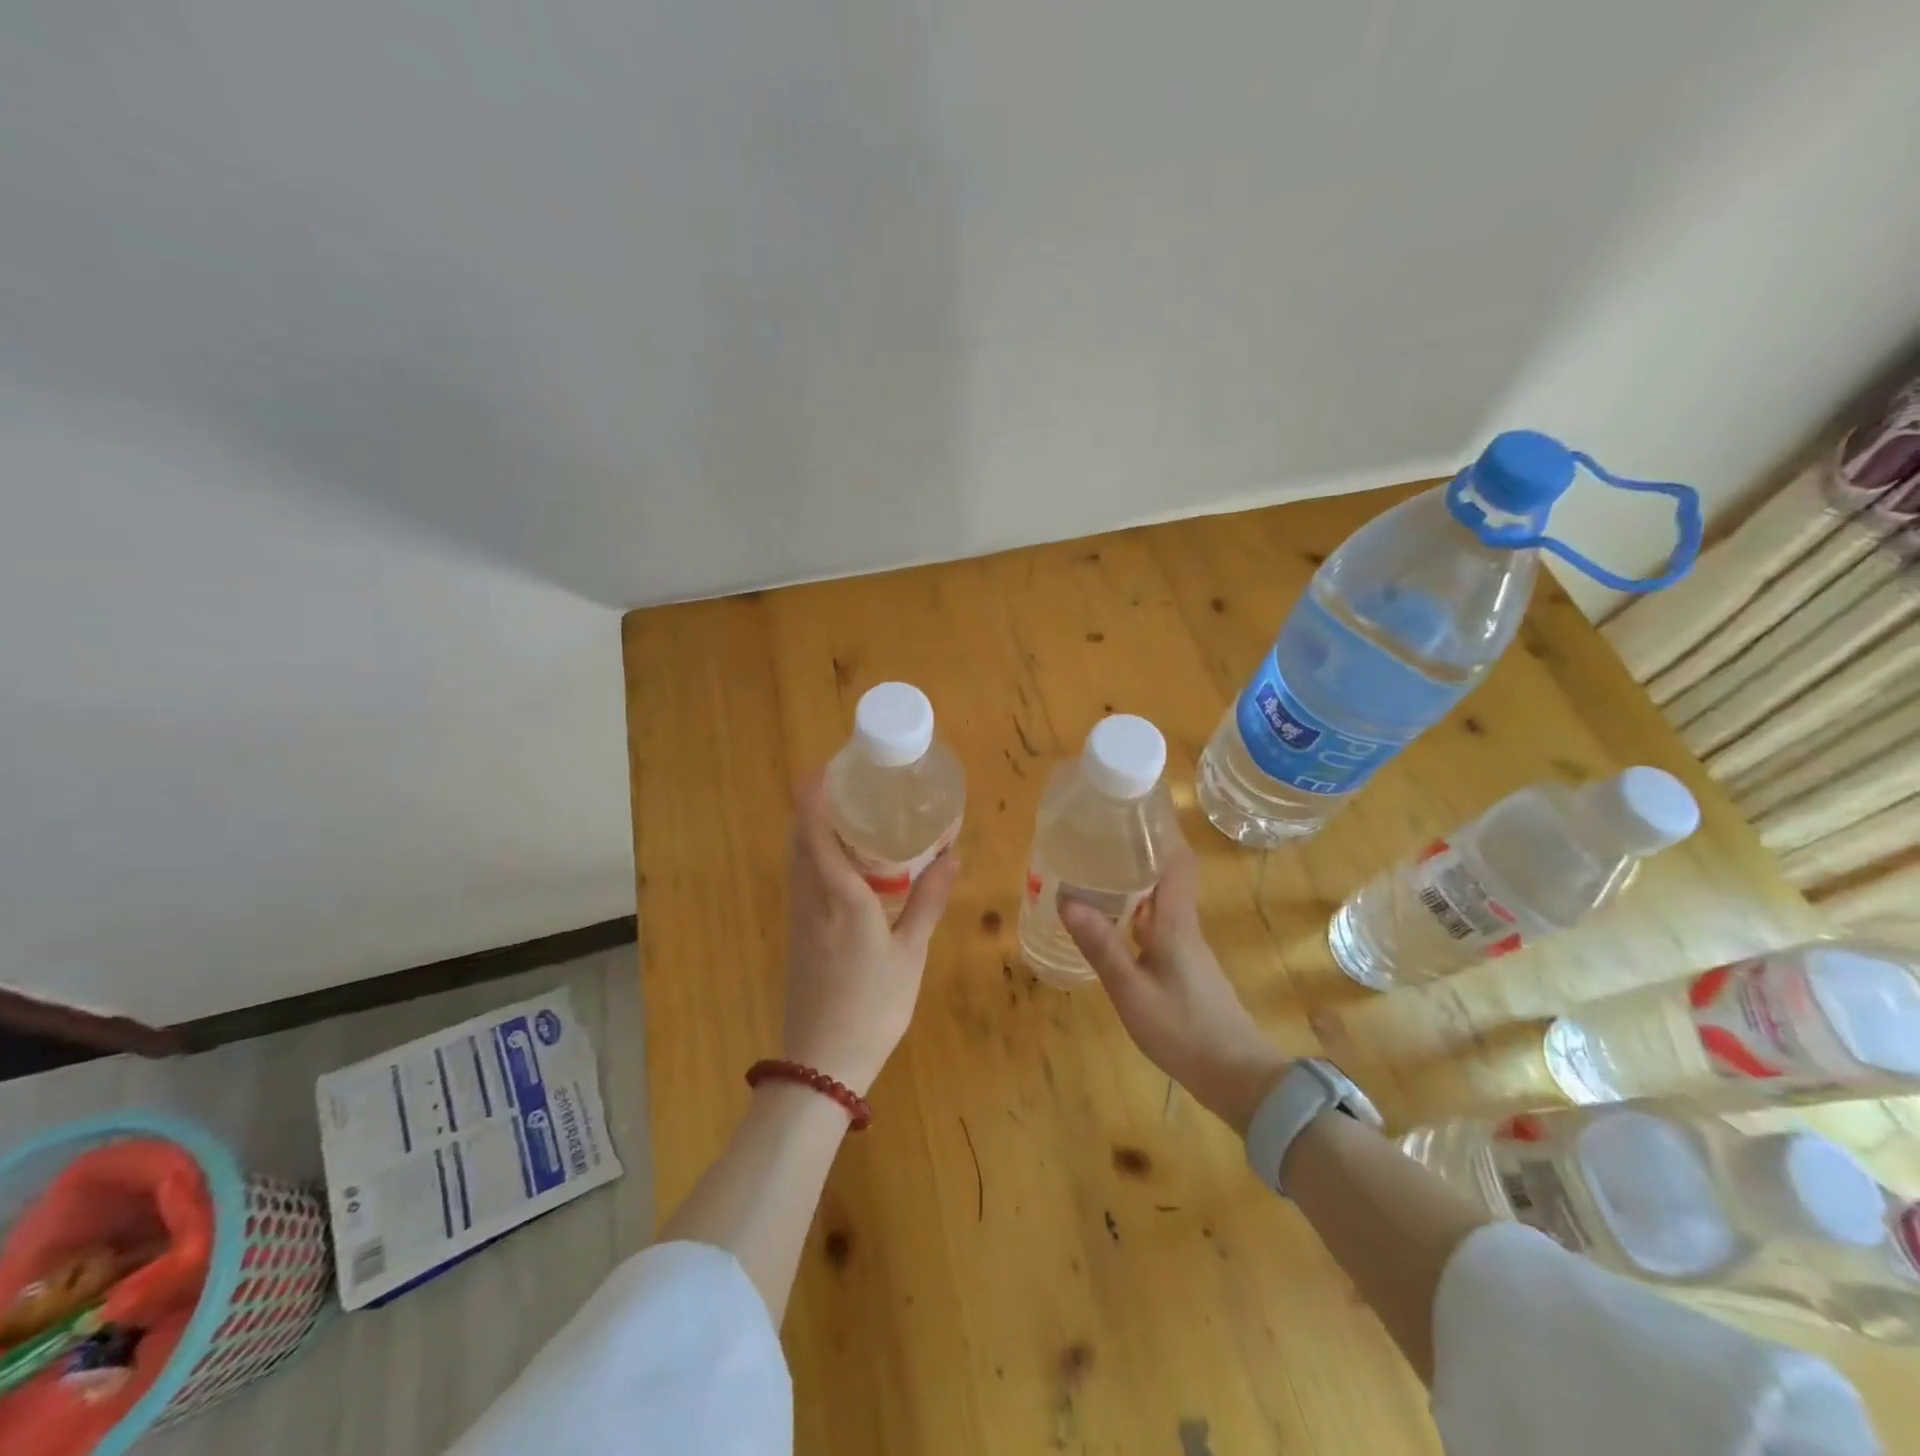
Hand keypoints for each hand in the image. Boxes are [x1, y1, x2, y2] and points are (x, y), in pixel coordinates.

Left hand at [781, 770, 959, 1096]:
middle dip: (811, 802)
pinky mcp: (797, 933)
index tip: (827, 765)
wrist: (822, 1063)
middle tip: (843, 780)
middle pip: (799, 837)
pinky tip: (840, 861)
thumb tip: (952, 854)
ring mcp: (799, 917)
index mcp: (840, 896)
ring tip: (844, 810)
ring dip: (810, 827)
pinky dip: (813, 854)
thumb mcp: (910, 954)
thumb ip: (929, 900)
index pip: (815, 830)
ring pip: (796, 858)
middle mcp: (811, 898)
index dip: (814, 794)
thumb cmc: (874, 1006)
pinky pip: (801, 878)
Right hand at [1059, 838, 1289, 1133]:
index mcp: (1175, 922)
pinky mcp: (1186, 971)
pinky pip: (1158, 929)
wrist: (1238, 1078)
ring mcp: (1188, 951)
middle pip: (1165, 878)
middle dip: (1134, 857)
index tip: (1130, 815)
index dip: (1159, 833)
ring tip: (1094, 878)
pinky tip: (1112, 928)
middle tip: (1094, 844)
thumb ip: (1101, 946)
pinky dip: (1135, 918)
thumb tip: (1066, 898)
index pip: (1177, 862)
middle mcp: (1184, 927)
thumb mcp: (1132, 991)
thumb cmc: (1183, 1029)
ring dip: (1132, 888)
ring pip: (1160, 904)